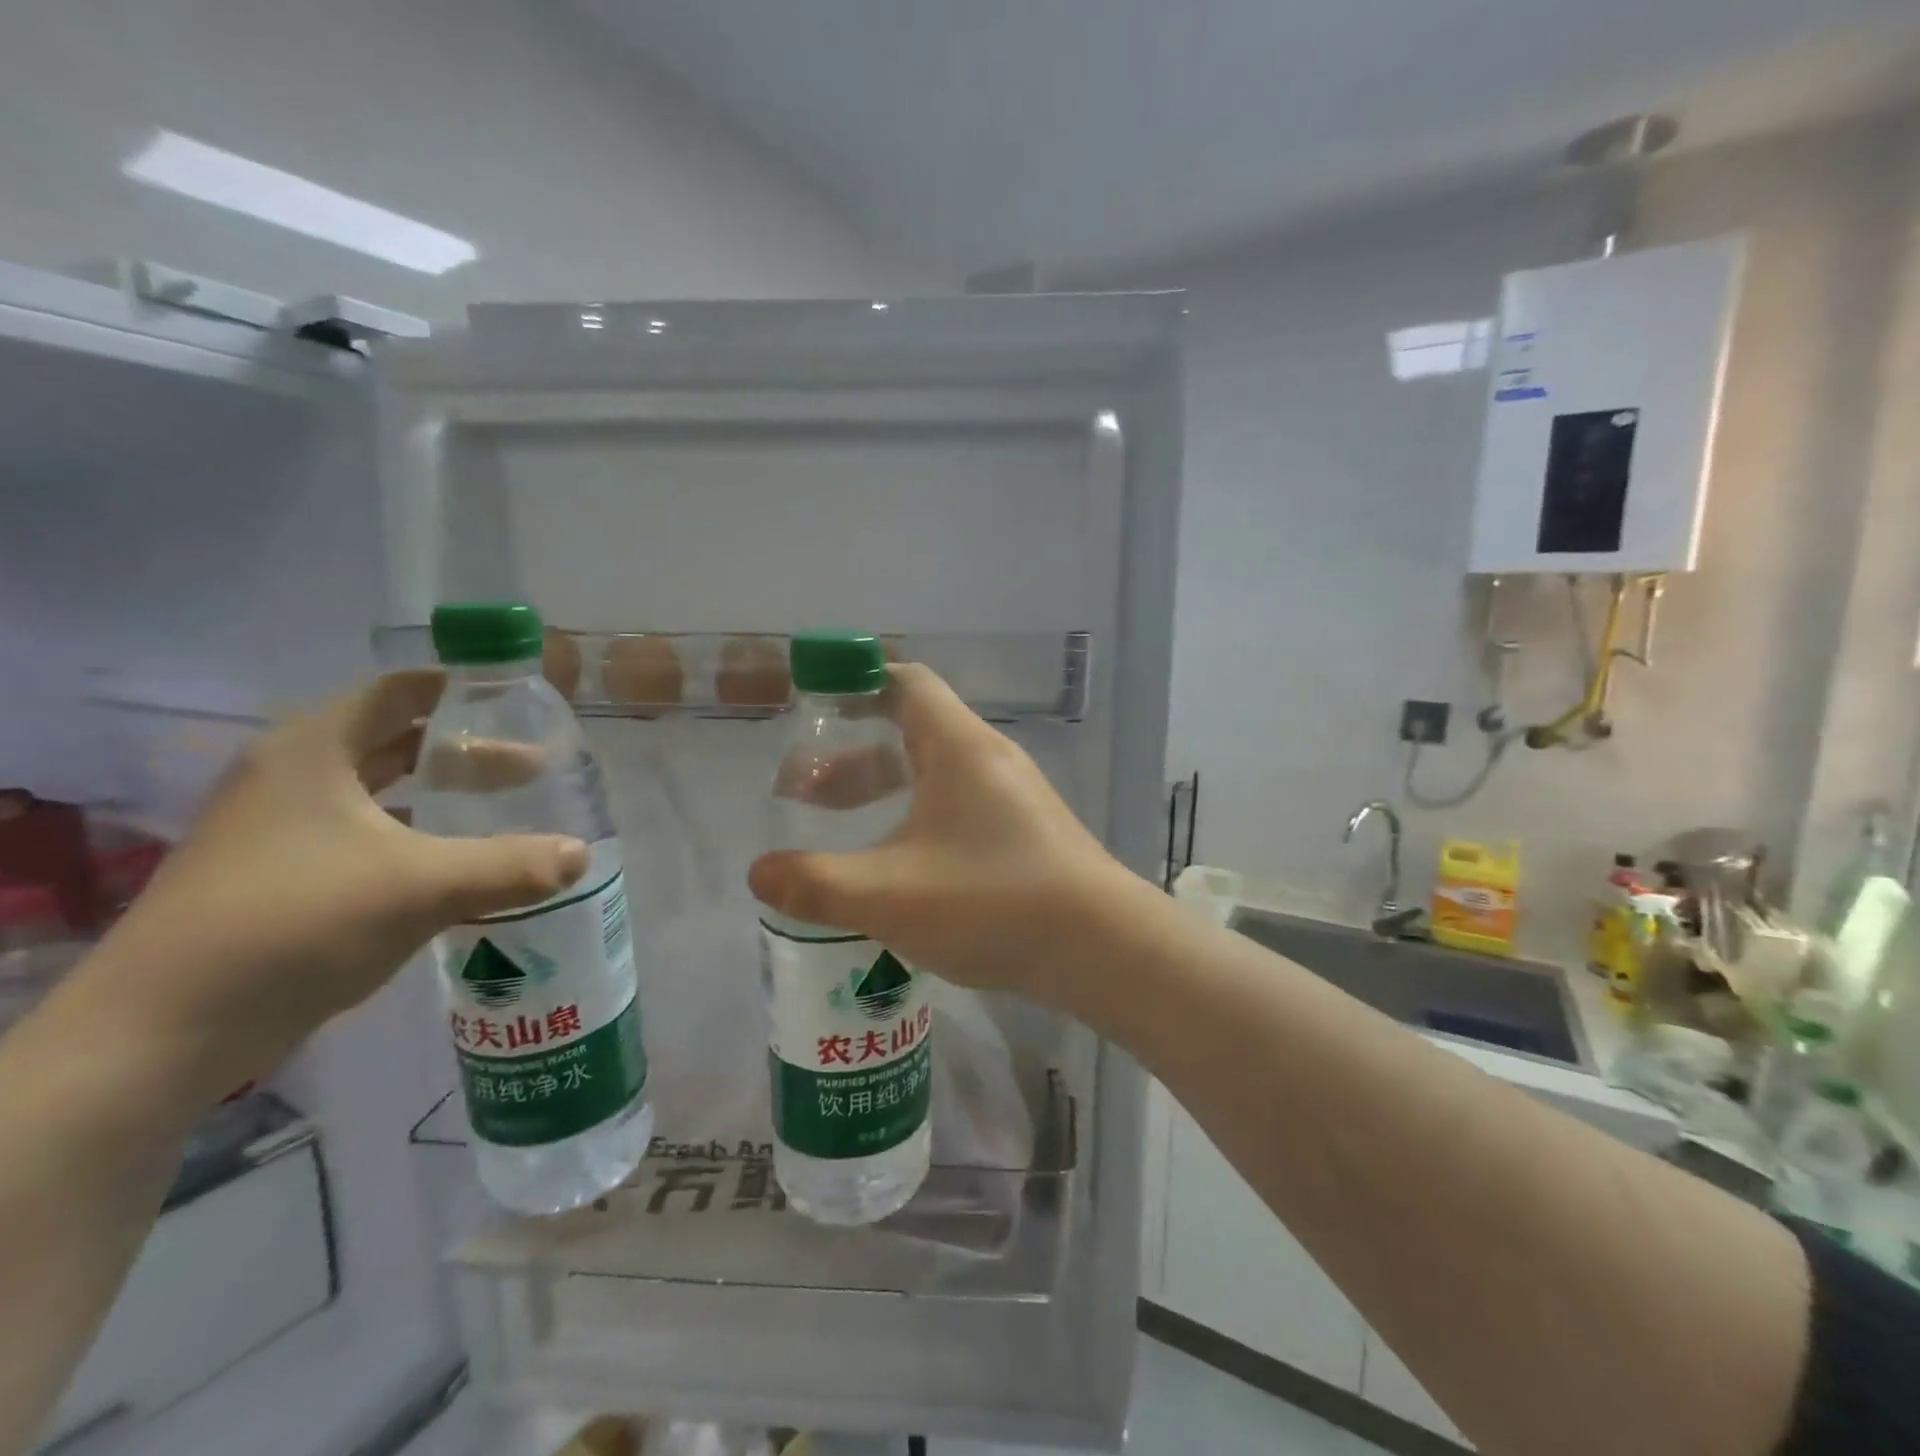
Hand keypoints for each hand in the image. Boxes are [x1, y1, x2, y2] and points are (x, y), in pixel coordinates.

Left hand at [94, 671, 587, 1096]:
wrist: (164, 1031)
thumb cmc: (296, 923)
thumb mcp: (422, 887)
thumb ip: (512, 865)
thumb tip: (582, 853)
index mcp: (314, 750)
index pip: (398, 691)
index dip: (460, 689)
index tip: (519, 701)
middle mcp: (292, 776)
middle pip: (394, 739)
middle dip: (466, 750)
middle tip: (533, 766)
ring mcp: (279, 827)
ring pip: (380, 790)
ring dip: (442, 794)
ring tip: (505, 808)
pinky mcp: (279, 874)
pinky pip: (365, 833)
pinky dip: (415, 834)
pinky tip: (456, 862)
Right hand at [747, 664, 1136, 1001]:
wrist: (1102, 948)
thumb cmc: (993, 902)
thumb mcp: (889, 895)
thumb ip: (815, 884)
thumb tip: (758, 874)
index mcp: (958, 746)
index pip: (905, 682)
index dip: (856, 682)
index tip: (814, 701)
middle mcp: (988, 759)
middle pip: (911, 732)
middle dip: (851, 757)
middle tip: (802, 792)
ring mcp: (1013, 797)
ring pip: (934, 776)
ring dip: (882, 793)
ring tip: (838, 832)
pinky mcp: (1026, 833)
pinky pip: (958, 807)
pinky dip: (916, 820)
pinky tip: (896, 868)